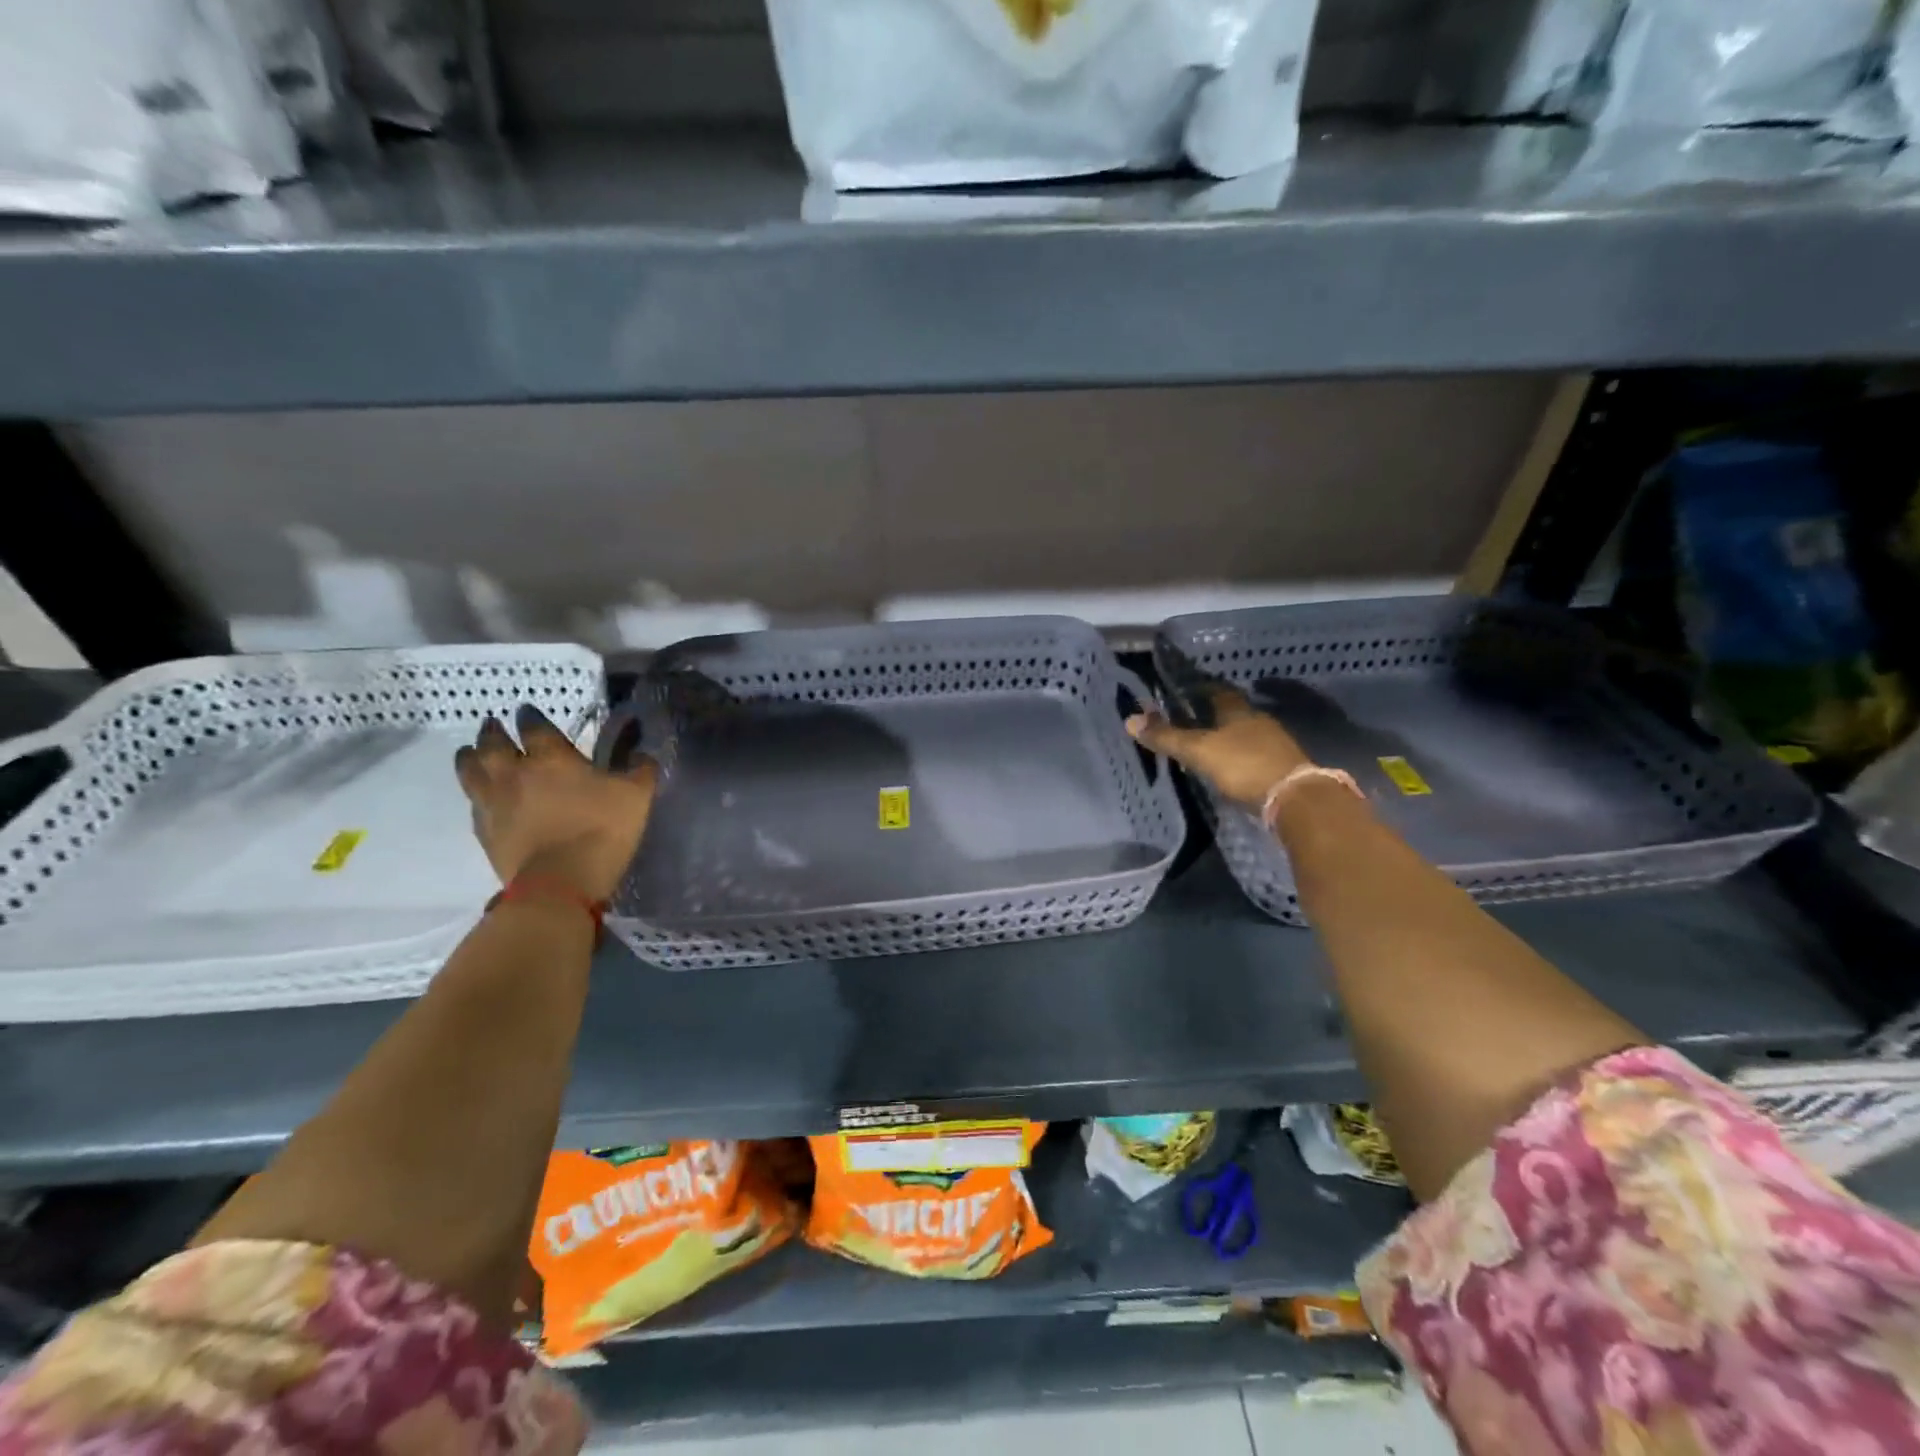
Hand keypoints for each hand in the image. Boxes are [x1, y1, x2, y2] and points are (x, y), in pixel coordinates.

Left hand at [455, 705, 657, 900]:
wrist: (561, 882)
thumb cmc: (602, 830)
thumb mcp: (637, 796)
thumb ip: (641, 770)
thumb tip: (641, 754)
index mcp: (552, 757)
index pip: (534, 727)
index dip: (530, 717)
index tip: (527, 711)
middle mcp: (515, 772)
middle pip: (492, 743)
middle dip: (493, 731)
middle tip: (493, 725)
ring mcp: (494, 801)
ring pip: (471, 769)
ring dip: (470, 756)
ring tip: (471, 751)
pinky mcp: (484, 830)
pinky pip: (473, 802)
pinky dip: (475, 792)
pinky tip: (479, 794)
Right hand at [1126, 686, 1309, 810]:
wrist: (1295, 798)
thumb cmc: (1244, 765)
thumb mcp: (1198, 751)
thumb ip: (1167, 737)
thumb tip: (1129, 719)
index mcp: (1239, 711)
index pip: (1217, 691)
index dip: (1199, 689)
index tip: (1182, 690)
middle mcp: (1258, 721)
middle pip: (1231, 713)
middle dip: (1211, 715)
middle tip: (1188, 719)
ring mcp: (1274, 745)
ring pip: (1243, 734)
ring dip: (1226, 737)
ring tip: (1204, 745)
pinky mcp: (1281, 767)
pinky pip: (1253, 755)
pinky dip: (1238, 757)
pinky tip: (1228, 767)